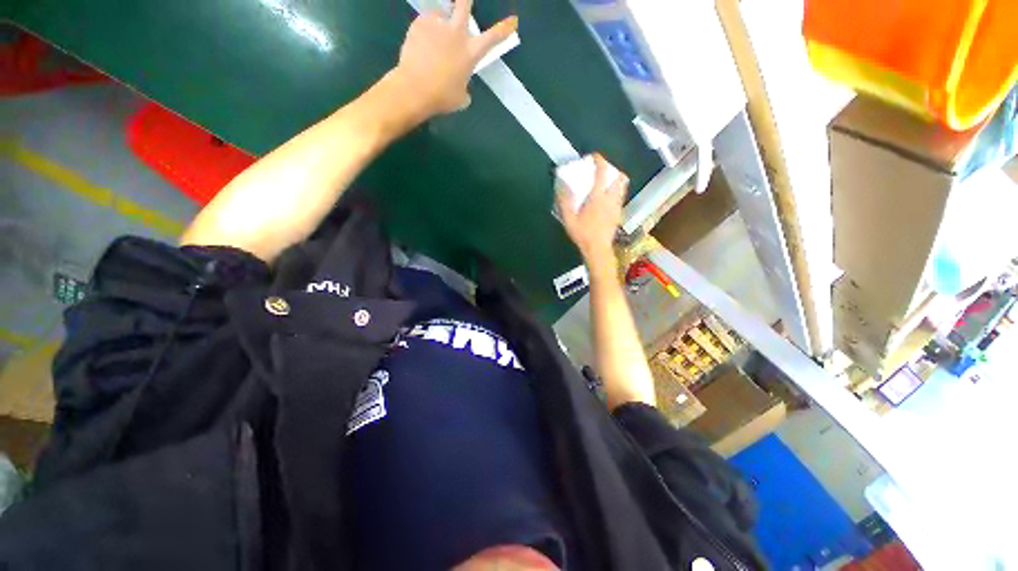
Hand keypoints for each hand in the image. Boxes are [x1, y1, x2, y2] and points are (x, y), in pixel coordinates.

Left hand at [391, 0, 516, 118]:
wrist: (414, 89)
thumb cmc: (441, 97)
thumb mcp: (461, 98)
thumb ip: (465, 87)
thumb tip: (462, 85)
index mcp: (471, 53)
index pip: (493, 38)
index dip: (504, 29)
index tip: (512, 20)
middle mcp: (457, 33)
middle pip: (464, 3)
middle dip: (466, 0)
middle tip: (464, 2)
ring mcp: (438, 25)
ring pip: (441, 14)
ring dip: (440, 22)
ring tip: (432, 39)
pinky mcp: (420, 23)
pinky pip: (425, 23)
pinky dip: (424, 32)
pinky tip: (420, 45)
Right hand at [556, 154, 628, 266]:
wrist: (598, 249)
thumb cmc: (582, 234)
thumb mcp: (569, 219)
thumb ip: (565, 201)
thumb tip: (562, 186)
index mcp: (598, 197)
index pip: (602, 173)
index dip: (599, 161)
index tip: (594, 156)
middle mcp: (611, 199)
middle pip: (619, 177)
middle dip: (612, 168)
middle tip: (602, 169)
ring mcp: (617, 206)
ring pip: (622, 186)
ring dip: (616, 179)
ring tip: (606, 181)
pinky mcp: (619, 213)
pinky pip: (620, 196)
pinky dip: (616, 190)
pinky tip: (607, 197)